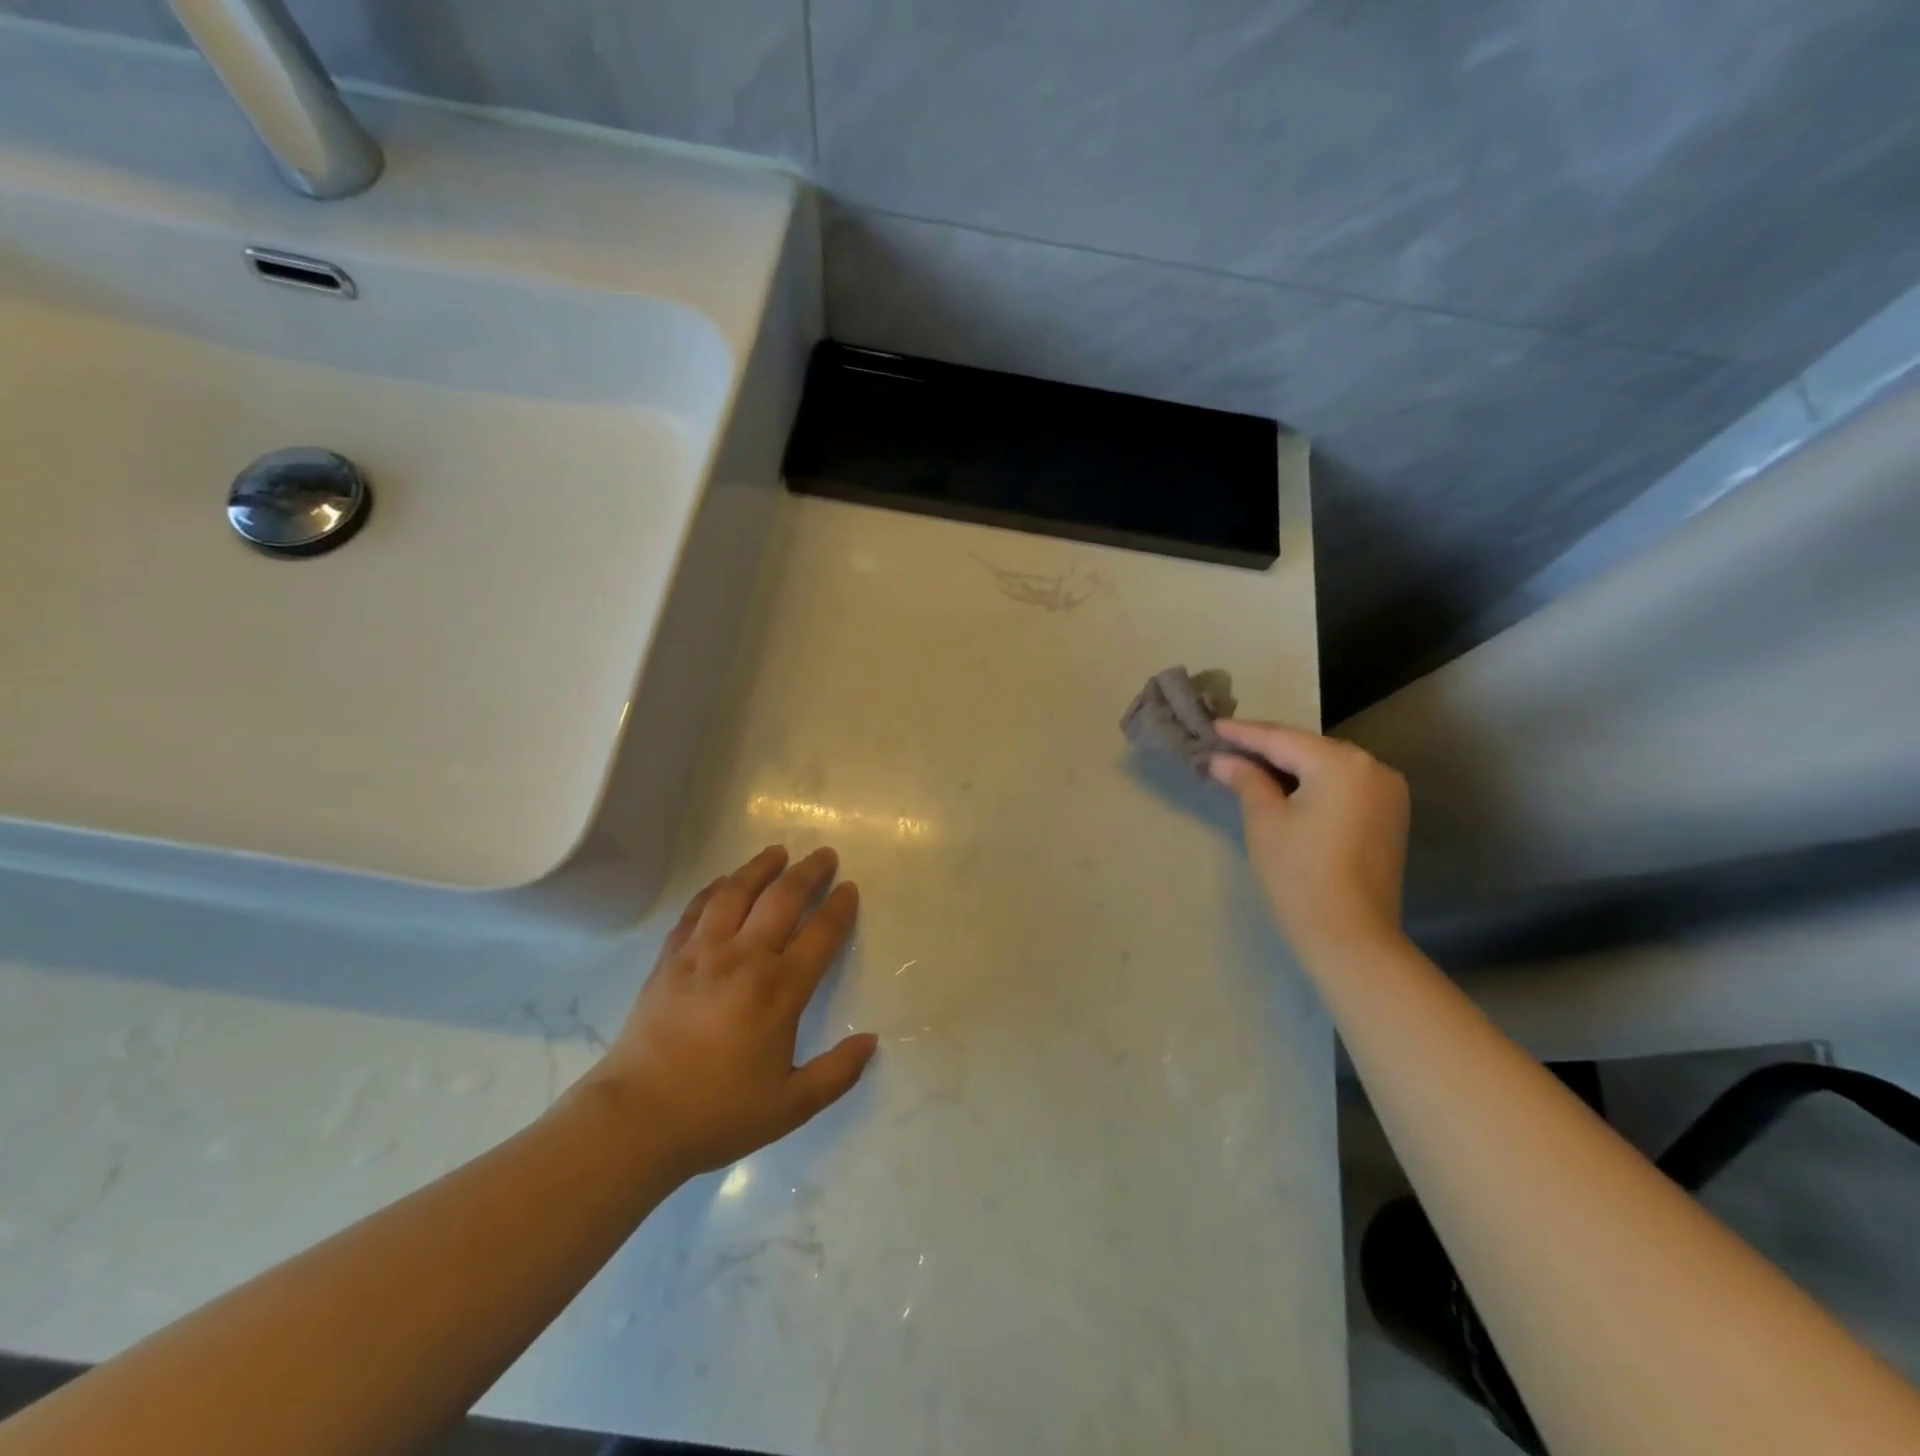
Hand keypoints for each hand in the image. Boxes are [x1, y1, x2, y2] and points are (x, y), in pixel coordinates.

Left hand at [584, 846, 876, 1179]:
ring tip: (777, 852)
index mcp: (779, 990)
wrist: (635, 1119)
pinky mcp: (670, 959)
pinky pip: (696, 910)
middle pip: (782, 899)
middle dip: (808, 872)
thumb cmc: (717, 1113)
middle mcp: (744, 958)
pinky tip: (724, 881)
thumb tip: (871, 1041)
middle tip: (824, 854)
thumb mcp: (790, 1106)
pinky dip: (714, 889)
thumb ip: (836, 1073)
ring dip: (760, 868)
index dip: (839, 908)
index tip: (849, 888)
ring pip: (736, 893)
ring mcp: (702, 953)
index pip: (820, 934)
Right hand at [1210, 721, 1409, 962]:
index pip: (1281, 739)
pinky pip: (1341, 785)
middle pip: (1307, 748)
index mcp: (1342, 763)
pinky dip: (1311, 783)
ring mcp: (1387, 791)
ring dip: (1288, 766)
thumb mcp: (1264, 820)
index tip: (1211, 725)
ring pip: (1325, 766)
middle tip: (1225, 745)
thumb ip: (1245, 779)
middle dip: (1266, 748)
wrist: (1350, 936)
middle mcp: (1373, 767)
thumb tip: (1222, 760)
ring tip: (1246, 764)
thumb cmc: (1299, 873)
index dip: (1242, 734)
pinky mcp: (1388, 815)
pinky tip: (1282, 787)